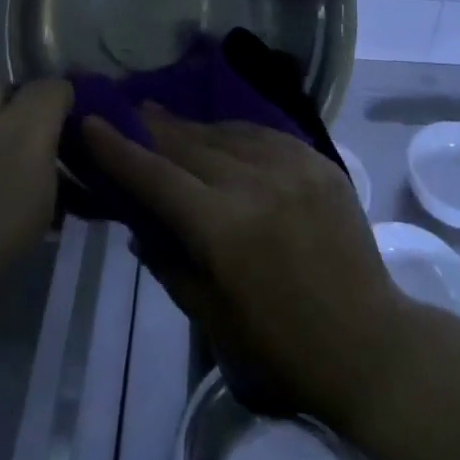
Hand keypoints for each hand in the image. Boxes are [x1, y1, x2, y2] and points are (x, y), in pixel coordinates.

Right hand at [85, 107, 408, 427]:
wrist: (368, 343)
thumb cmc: (281, 346)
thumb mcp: (211, 317)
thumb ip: (169, 263)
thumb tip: (141, 225)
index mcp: (220, 226)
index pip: (155, 175)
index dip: (118, 148)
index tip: (91, 122)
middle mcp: (252, 182)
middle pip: (188, 144)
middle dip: (154, 128)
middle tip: (131, 112)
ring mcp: (291, 166)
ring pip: (227, 133)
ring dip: (195, 128)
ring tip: (172, 122)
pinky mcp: (319, 163)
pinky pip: (267, 135)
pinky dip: (238, 133)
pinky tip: (226, 135)